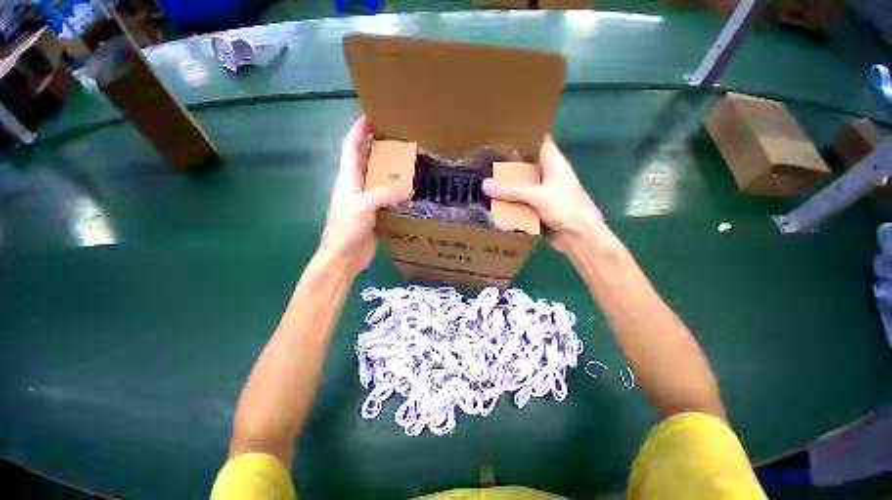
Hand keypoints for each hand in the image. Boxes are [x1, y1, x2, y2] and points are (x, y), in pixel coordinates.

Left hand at [318, 116, 412, 274]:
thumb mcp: (363, 206)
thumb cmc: (346, 229)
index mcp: (348, 179)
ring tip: (407, 159)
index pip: (351, 147)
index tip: (370, 115)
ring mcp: (366, 200)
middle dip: (376, 145)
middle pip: (366, 160)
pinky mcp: (376, 213)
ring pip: (378, 178)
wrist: (344, 257)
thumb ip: (384, 195)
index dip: (358, 130)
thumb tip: (409, 188)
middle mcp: (356, 186)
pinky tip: (409, 188)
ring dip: (389, 168)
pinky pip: (387, 196)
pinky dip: (396, 189)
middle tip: (396, 136)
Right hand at [482, 135, 606, 255]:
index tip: (497, 133)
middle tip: (481, 157)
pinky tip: (489, 200)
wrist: (579, 239)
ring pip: (517, 184)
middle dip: (504, 161)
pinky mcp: (534, 208)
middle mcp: (545, 174)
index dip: (520, 134)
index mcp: (552, 162)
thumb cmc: (568, 210)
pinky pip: (516, 201)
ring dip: (502, 184)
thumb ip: (512, 190)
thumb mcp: (540, 196)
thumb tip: (484, 184)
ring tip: (479, 177)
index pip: (537, 139)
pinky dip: (505, 201)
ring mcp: (539, 192)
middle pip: (523, 163)